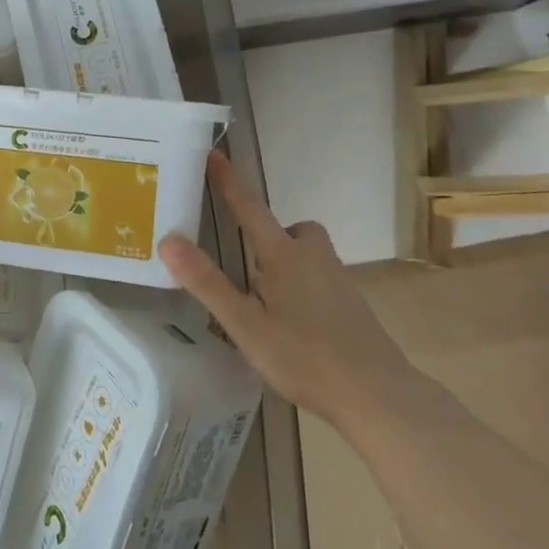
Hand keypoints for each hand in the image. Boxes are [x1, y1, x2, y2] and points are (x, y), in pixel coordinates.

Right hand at [158, 151, 410, 425]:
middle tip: (245, 262)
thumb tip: (168, 239)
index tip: (213, 152)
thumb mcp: (244, 323)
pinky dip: (302, 286)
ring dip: (285, 260)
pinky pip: (319, 278)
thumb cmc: (304, 356)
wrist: (380, 396)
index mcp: (283, 255)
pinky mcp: (352, 305)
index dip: (228, 181)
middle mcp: (312, 257)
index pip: (249, 207)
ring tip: (265, 296)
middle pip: (288, 229)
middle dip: (266, 234)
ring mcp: (337, 280)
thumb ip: (207, 281)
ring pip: (307, 253)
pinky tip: (293, 321)